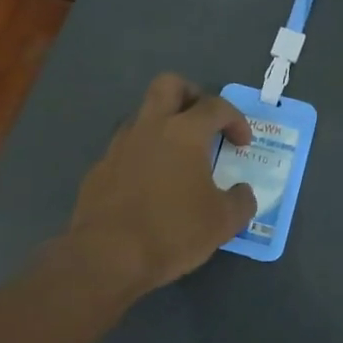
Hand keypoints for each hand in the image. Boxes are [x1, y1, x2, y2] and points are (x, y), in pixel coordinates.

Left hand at [65, 74, 256, 298]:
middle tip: (204, 121)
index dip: (235, 120)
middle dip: (191, 94)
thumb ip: (241, 201)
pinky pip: (126, 148)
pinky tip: (150, 185)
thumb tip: (243, 193)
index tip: (242, 144)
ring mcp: (119, 146)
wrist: (106, 258)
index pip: (215, 106)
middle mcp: (149, 128)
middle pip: (169, 85)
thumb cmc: (172, 232)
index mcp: (184, 132)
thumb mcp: (223, 223)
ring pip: (143, 115)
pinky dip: (143, 155)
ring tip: (178, 157)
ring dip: (164, 125)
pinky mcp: (99, 169)